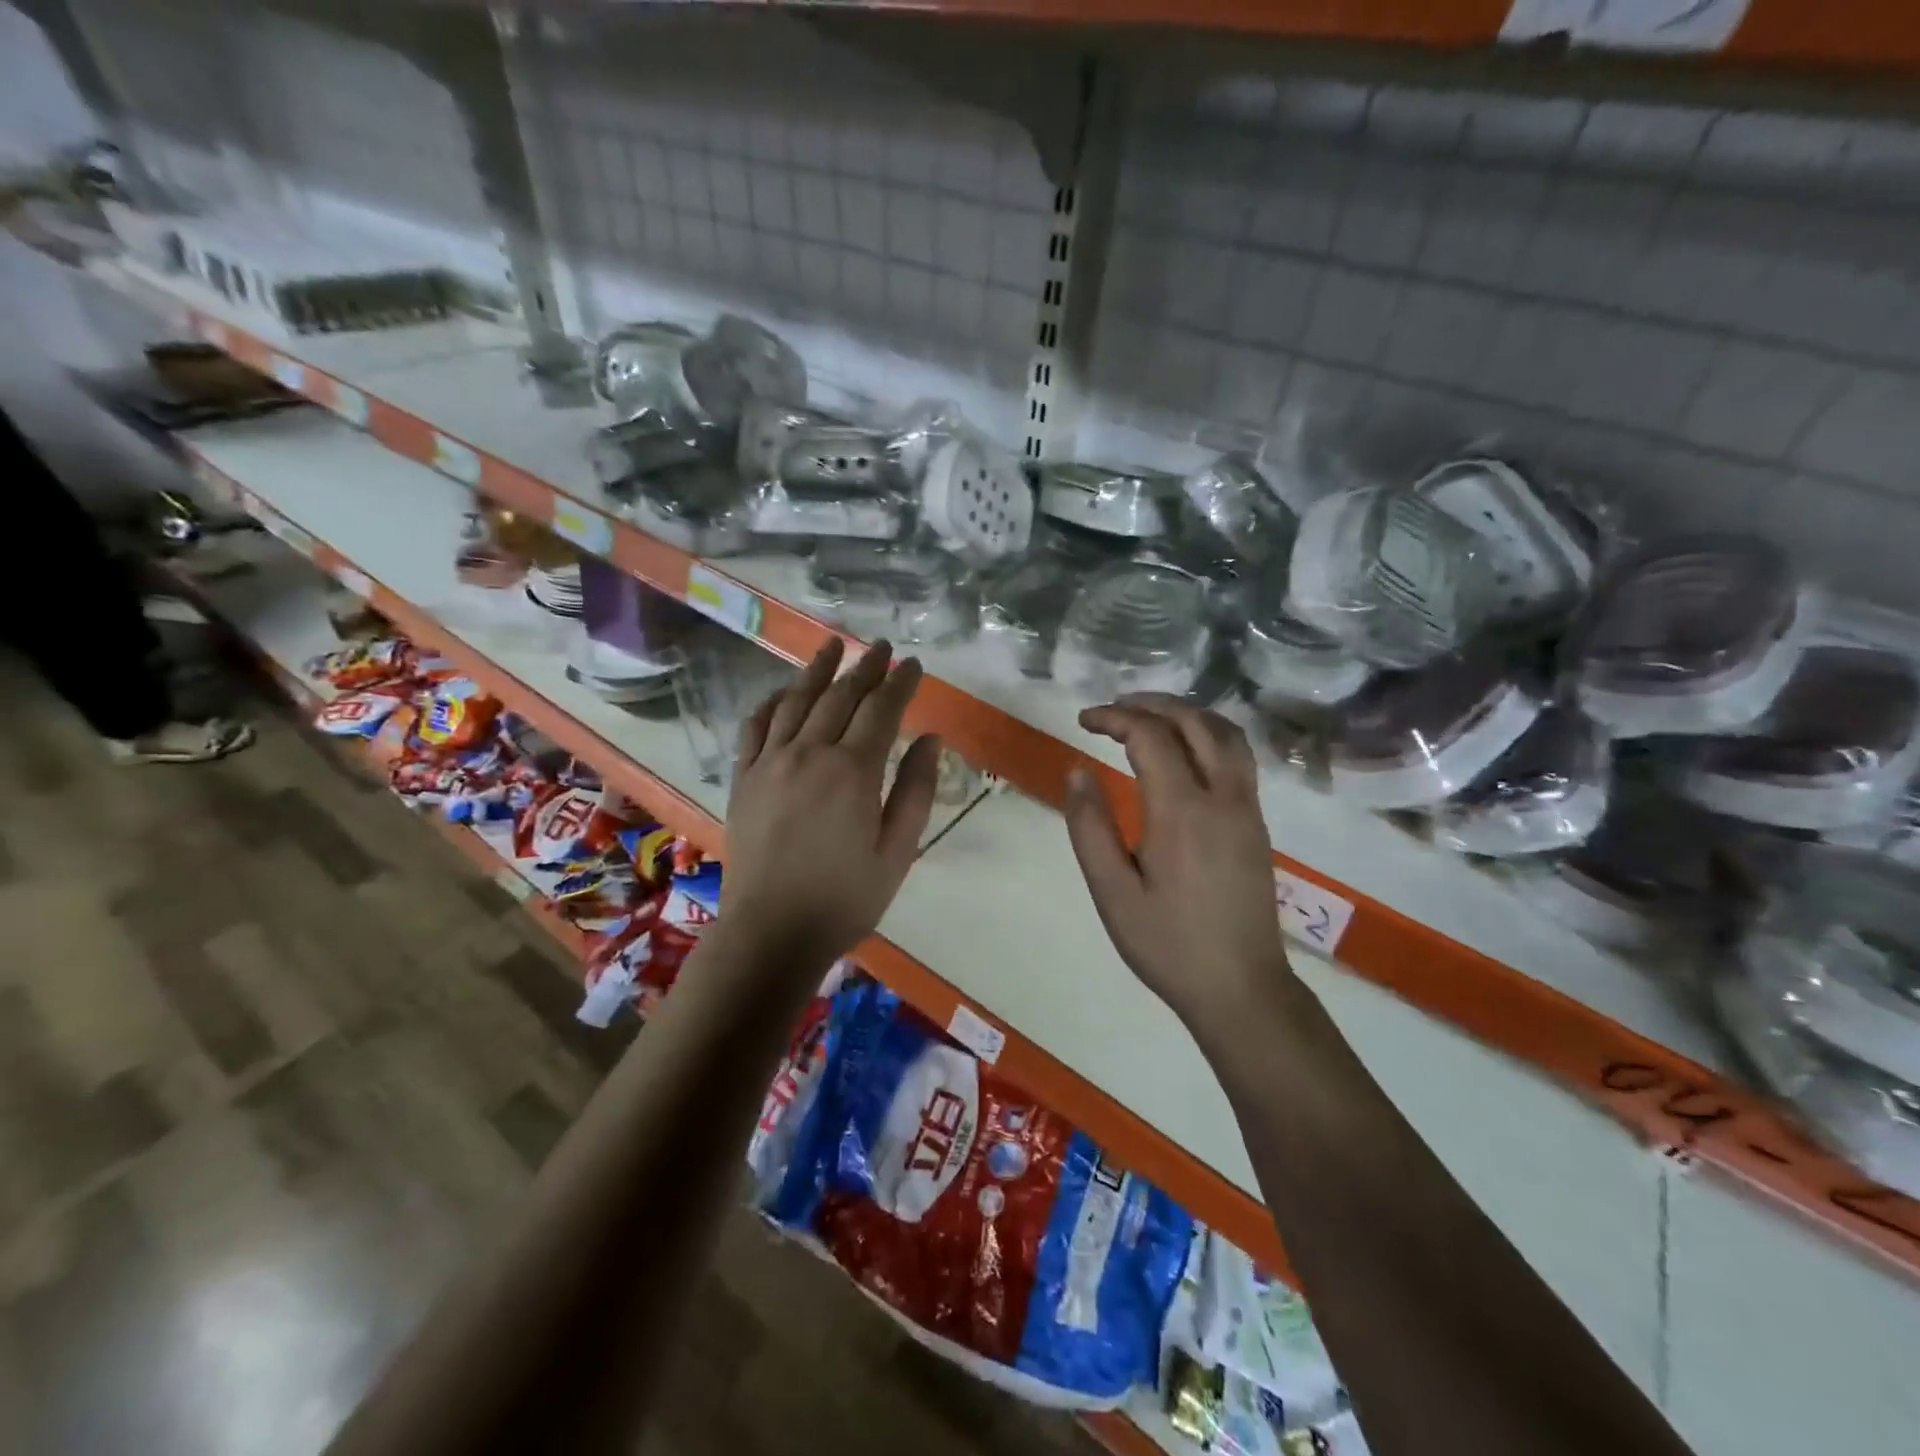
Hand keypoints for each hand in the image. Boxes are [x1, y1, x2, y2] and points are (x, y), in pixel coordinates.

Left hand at [722, 638, 939, 967]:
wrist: (771, 932)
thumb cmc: (844, 898)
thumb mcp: (897, 851)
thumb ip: (915, 790)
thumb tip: (930, 739)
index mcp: (852, 772)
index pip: (881, 710)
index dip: (900, 683)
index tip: (913, 663)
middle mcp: (809, 754)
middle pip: (840, 696)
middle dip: (864, 667)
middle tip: (880, 646)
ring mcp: (770, 763)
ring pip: (797, 701)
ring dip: (817, 670)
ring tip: (832, 645)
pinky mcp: (744, 778)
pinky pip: (756, 726)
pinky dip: (772, 701)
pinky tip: (784, 690)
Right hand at [1063, 694, 1288, 1033]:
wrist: (1240, 988)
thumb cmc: (1168, 944)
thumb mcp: (1112, 892)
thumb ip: (1090, 827)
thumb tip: (1077, 771)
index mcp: (1182, 811)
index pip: (1150, 736)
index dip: (1114, 717)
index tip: (1083, 721)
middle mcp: (1223, 797)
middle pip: (1194, 722)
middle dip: (1151, 704)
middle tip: (1113, 709)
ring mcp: (1247, 808)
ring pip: (1225, 733)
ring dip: (1186, 713)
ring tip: (1148, 718)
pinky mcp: (1257, 823)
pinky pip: (1238, 756)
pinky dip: (1208, 734)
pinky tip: (1185, 751)